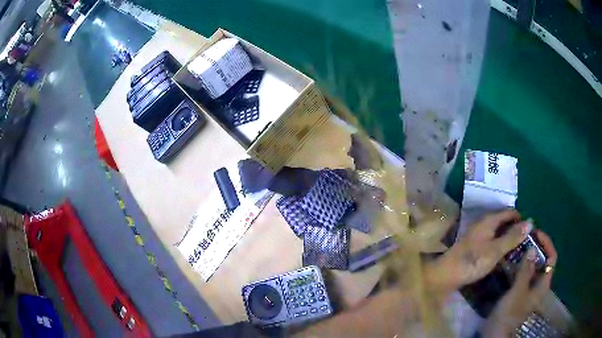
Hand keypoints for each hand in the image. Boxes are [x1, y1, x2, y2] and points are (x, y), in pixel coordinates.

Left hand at [425, 210, 531, 292]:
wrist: (445, 275)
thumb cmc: (471, 262)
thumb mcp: (495, 250)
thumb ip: (512, 237)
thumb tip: (530, 222)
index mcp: (489, 220)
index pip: (510, 212)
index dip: (521, 219)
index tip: (531, 231)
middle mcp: (483, 224)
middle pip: (504, 221)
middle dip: (515, 229)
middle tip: (526, 242)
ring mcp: (478, 235)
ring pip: (498, 232)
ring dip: (508, 238)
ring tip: (519, 249)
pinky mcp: (474, 247)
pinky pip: (492, 241)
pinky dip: (500, 245)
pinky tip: (504, 255)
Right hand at [481, 230, 556, 336]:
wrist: (494, 334)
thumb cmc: (509, 314)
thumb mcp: (517, 292)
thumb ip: (525, 271)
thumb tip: (532, 247)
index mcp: (542, 285)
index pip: (551, 258)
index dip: (547, 244)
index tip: (536, 234)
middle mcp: (538, 285)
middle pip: (542, 261)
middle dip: (535, 248)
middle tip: (524, 239)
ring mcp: (528, 289)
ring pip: (531, 268)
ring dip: (526, 256)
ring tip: (516, 247)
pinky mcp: (518, 293)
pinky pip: (522, 274)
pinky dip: (518, 266)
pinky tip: (509, 263)